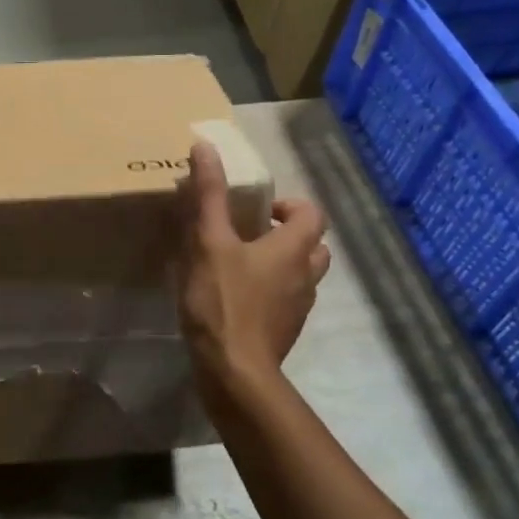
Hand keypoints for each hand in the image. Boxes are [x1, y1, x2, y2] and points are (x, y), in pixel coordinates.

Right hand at [176, 142, 331, 399]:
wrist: (234, 372)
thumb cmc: (224, 301)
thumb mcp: (208, 241)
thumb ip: (208, 194)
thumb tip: (205, 147)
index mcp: (293, 248)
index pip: (312, 214)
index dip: (289, 205)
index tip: (258, 209)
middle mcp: (305, 276)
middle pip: (314, 245)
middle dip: (289, 234)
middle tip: (253, 232)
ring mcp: (298, 308)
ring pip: (302, 275)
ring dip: (282, 264)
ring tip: (243, 263)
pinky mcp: (284, 332)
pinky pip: (286, 301)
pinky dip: (272, 292)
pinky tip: (238, 297)